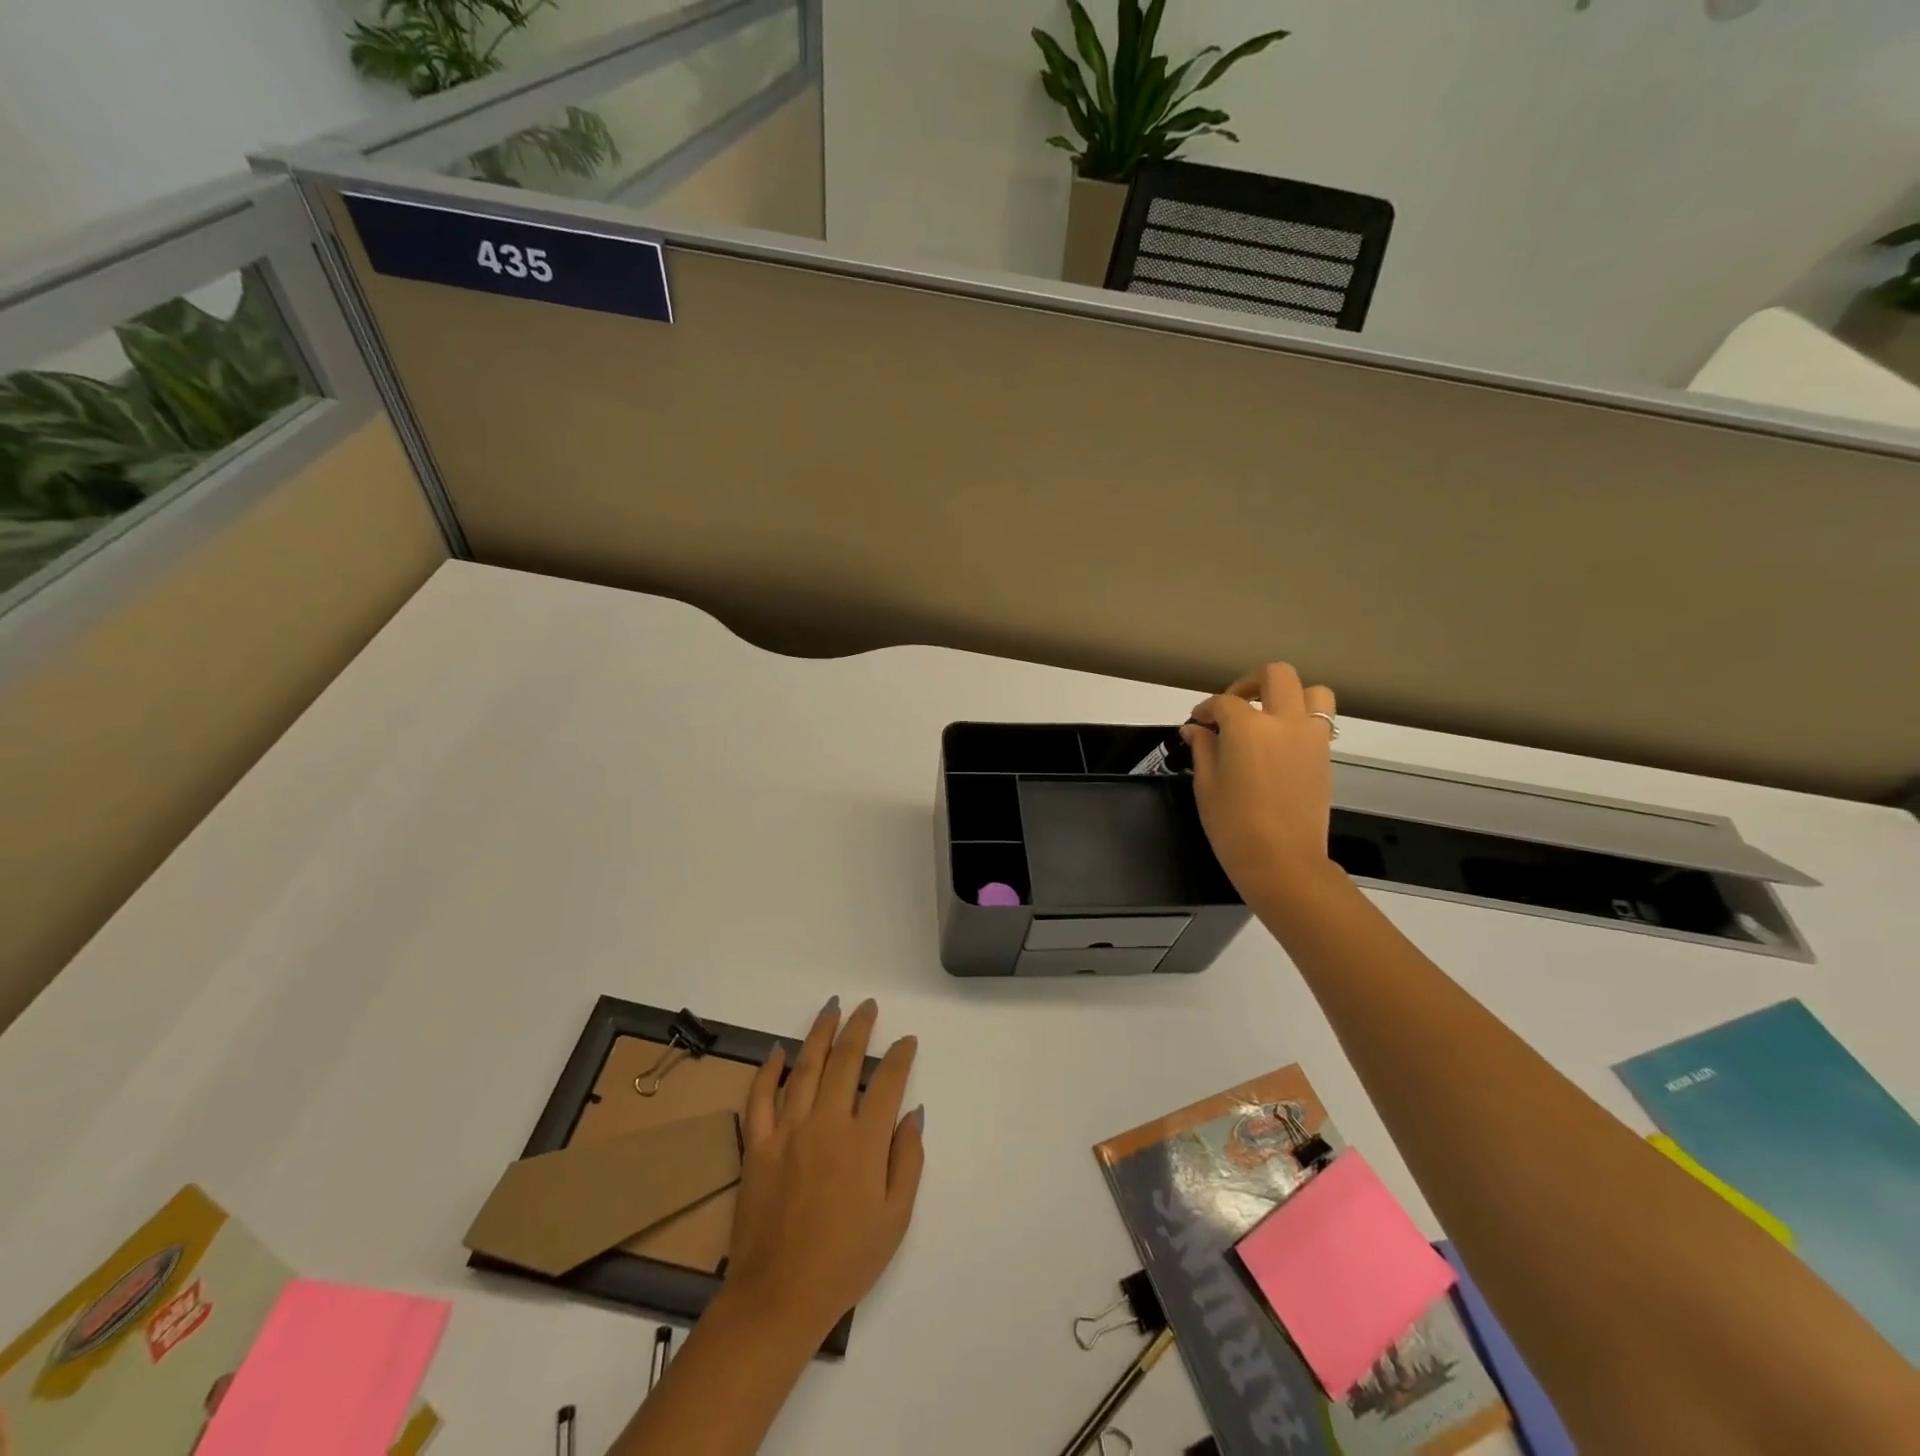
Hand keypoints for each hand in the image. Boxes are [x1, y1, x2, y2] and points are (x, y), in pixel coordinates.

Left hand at [724, 998, 924, 1342]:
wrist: (779, 1297)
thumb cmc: (846, 1262)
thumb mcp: (895, 1219)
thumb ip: (907, 1161)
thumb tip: (913, 1114)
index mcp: (863, 1142)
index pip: (887, 1083)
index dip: (899, 1057)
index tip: (907, 1041)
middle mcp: (826, 1124)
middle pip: (844, 1062)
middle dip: (859, 1029)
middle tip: (867, 1006)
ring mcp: (787, 1131)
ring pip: (804, 1068)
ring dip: (820, 1034)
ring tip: (831, 1008)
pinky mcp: (757, 1146)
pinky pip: (760, 1098)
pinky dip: (768, 1071)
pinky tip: (777, 1050)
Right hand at [1182, 663, 1338, 893]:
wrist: (1282, 862)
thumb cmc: (1233, 826)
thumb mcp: (1207, 786)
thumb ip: (1203, 749)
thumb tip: (1195, 729)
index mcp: (1248, 728)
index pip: (1224, 703)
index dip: (1207, 709)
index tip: (1198, 722)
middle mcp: (1284, 722)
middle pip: (1275, 676)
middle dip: (1250, 683)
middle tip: (1234, 705)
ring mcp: (1311, 737)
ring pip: (1312, 692)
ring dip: (1288, 694)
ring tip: (1269, 715)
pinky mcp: (1325, 756)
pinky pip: (1321, 720)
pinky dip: (1302, 719)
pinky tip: (1281, 741)